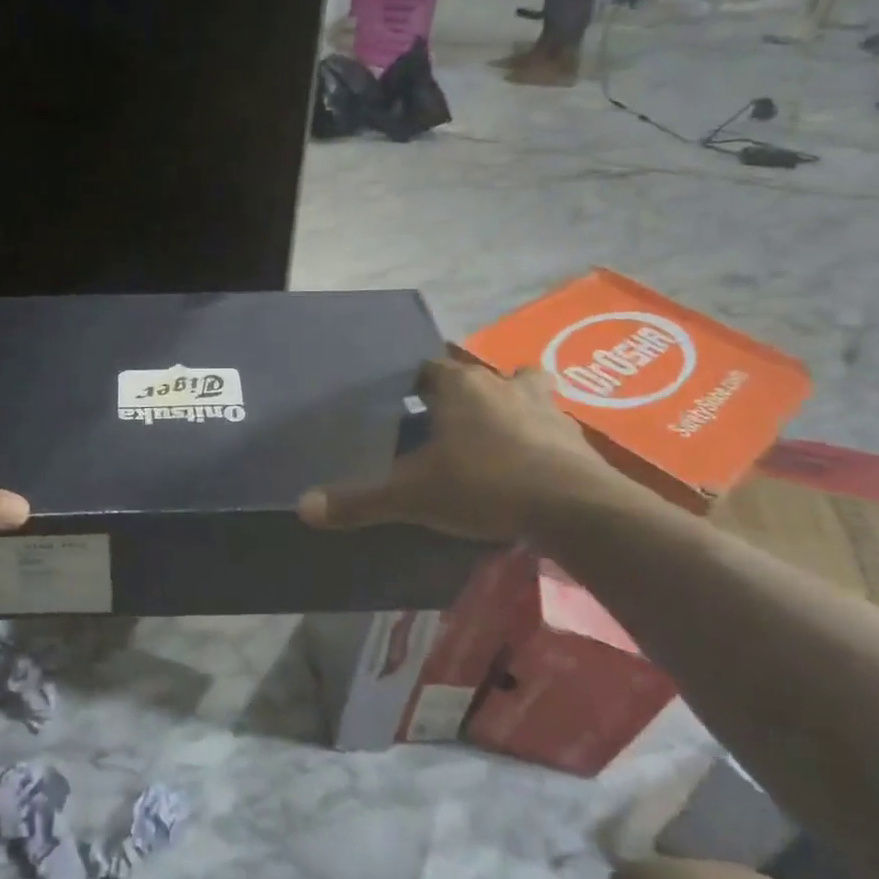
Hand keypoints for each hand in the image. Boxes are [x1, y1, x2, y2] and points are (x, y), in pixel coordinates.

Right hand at [298, 359, 617, 541]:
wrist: (573, 508)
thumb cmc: (482, 484)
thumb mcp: (410, 496)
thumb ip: (358, 501)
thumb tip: (302, 507)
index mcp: (459, 387)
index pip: (427, 369)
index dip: (412, 385)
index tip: (401, 405)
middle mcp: (502, 386)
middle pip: (480, 376)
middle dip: (466, 392)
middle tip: (448, 423)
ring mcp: (546, 409)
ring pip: (526, 392)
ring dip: (511, 407)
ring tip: (495, 439)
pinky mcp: (576, 439)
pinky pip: (551, 429)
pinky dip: (539, 441)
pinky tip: (530, 468)